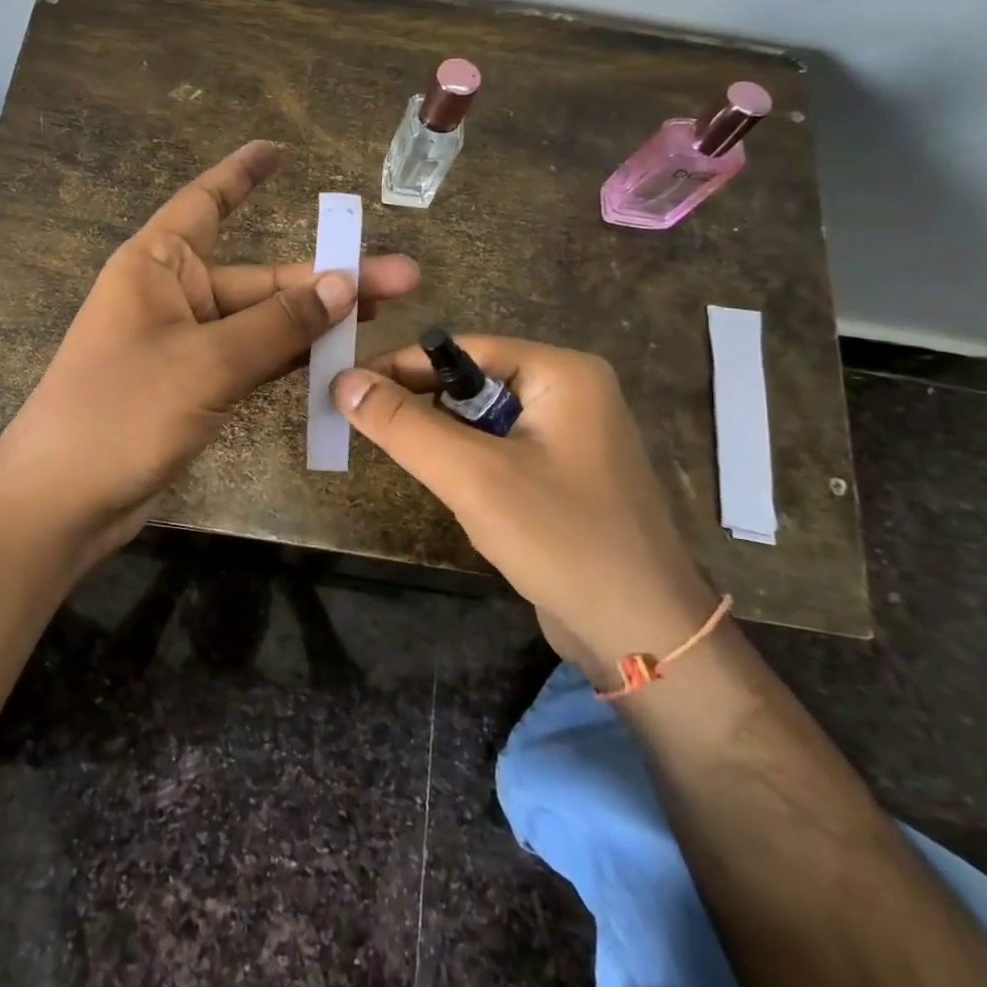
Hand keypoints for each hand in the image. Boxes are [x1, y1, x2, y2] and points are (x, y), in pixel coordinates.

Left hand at [0, 141, 419, 560]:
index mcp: (158, 265)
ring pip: (262, 322)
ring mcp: (186, 345)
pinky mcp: (196, 387)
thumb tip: (345, 284)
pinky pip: (253, 360)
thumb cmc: (122, 410)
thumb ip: (278, 324)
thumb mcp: (206, 362)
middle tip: (402, 279)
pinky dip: (291, 359)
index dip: (242, 175)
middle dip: (326, 278)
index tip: (279, 152)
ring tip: (385, 315)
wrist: (65, 500)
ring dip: (316, 321)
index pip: (206, 203)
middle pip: (259, 277)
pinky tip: (339, 359)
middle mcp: (173, 295)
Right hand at [333, 336, 718, 679]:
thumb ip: (403, 424)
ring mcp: (573, 436)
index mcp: (563, 373)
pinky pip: (501, 451)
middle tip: (365, 427)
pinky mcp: (565, 475)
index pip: (463, 349)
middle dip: (421, 405)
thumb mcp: (472, 476)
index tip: (347, 387)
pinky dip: (469, 465)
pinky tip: (456, 493)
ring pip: (483, 421)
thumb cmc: (561, 540)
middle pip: (472, 382)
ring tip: (407, 462)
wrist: (644, 637)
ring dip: (444, 440)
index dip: (401, 366)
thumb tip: (343, 380)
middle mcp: (572, 393)